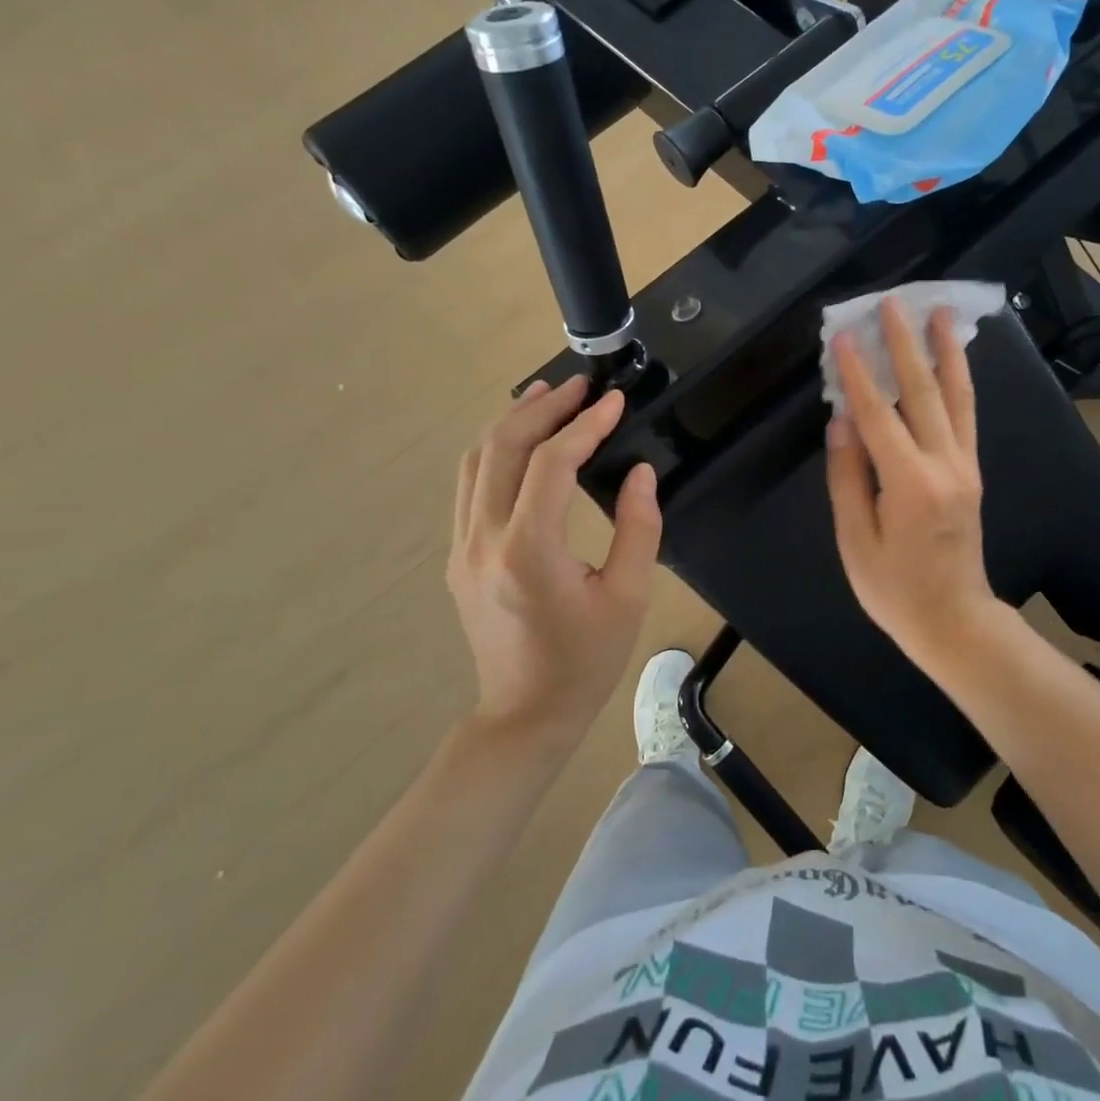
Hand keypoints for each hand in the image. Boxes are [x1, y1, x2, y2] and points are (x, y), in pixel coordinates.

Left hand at [448, 377, 662, 737]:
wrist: (524, 715)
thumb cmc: (585, 662)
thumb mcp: (628, 598)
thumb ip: (639, 528)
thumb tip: (640, 472)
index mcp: (529, 552)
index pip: (551, 465)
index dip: (584, 426)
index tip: (615, 403)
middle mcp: (484, 540)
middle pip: (502, 448)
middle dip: (542, 408)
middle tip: (579, 386)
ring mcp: (462, 547)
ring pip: (476, 461)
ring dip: (511, 421)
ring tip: (546, 395)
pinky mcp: (458, 555)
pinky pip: (470, 485)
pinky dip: (496, 450)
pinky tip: (520, 440)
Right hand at [825, 300, 1001, 669]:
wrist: (955, 620)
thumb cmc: (895, 590)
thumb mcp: (856, 542)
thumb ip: (848, 478)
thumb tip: (842, 422)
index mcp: (910, 485)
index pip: (878, 417)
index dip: (859, 375)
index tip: (846, 337)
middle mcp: (945, 465)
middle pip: (922, 392)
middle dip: (905, 344)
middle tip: (893, 303)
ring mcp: (965, 465)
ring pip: (956, 396)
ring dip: (944, 350)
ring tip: (938, 312)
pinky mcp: (972, 471)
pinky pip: (967, 415)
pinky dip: (960, 381)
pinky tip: (953, 358)